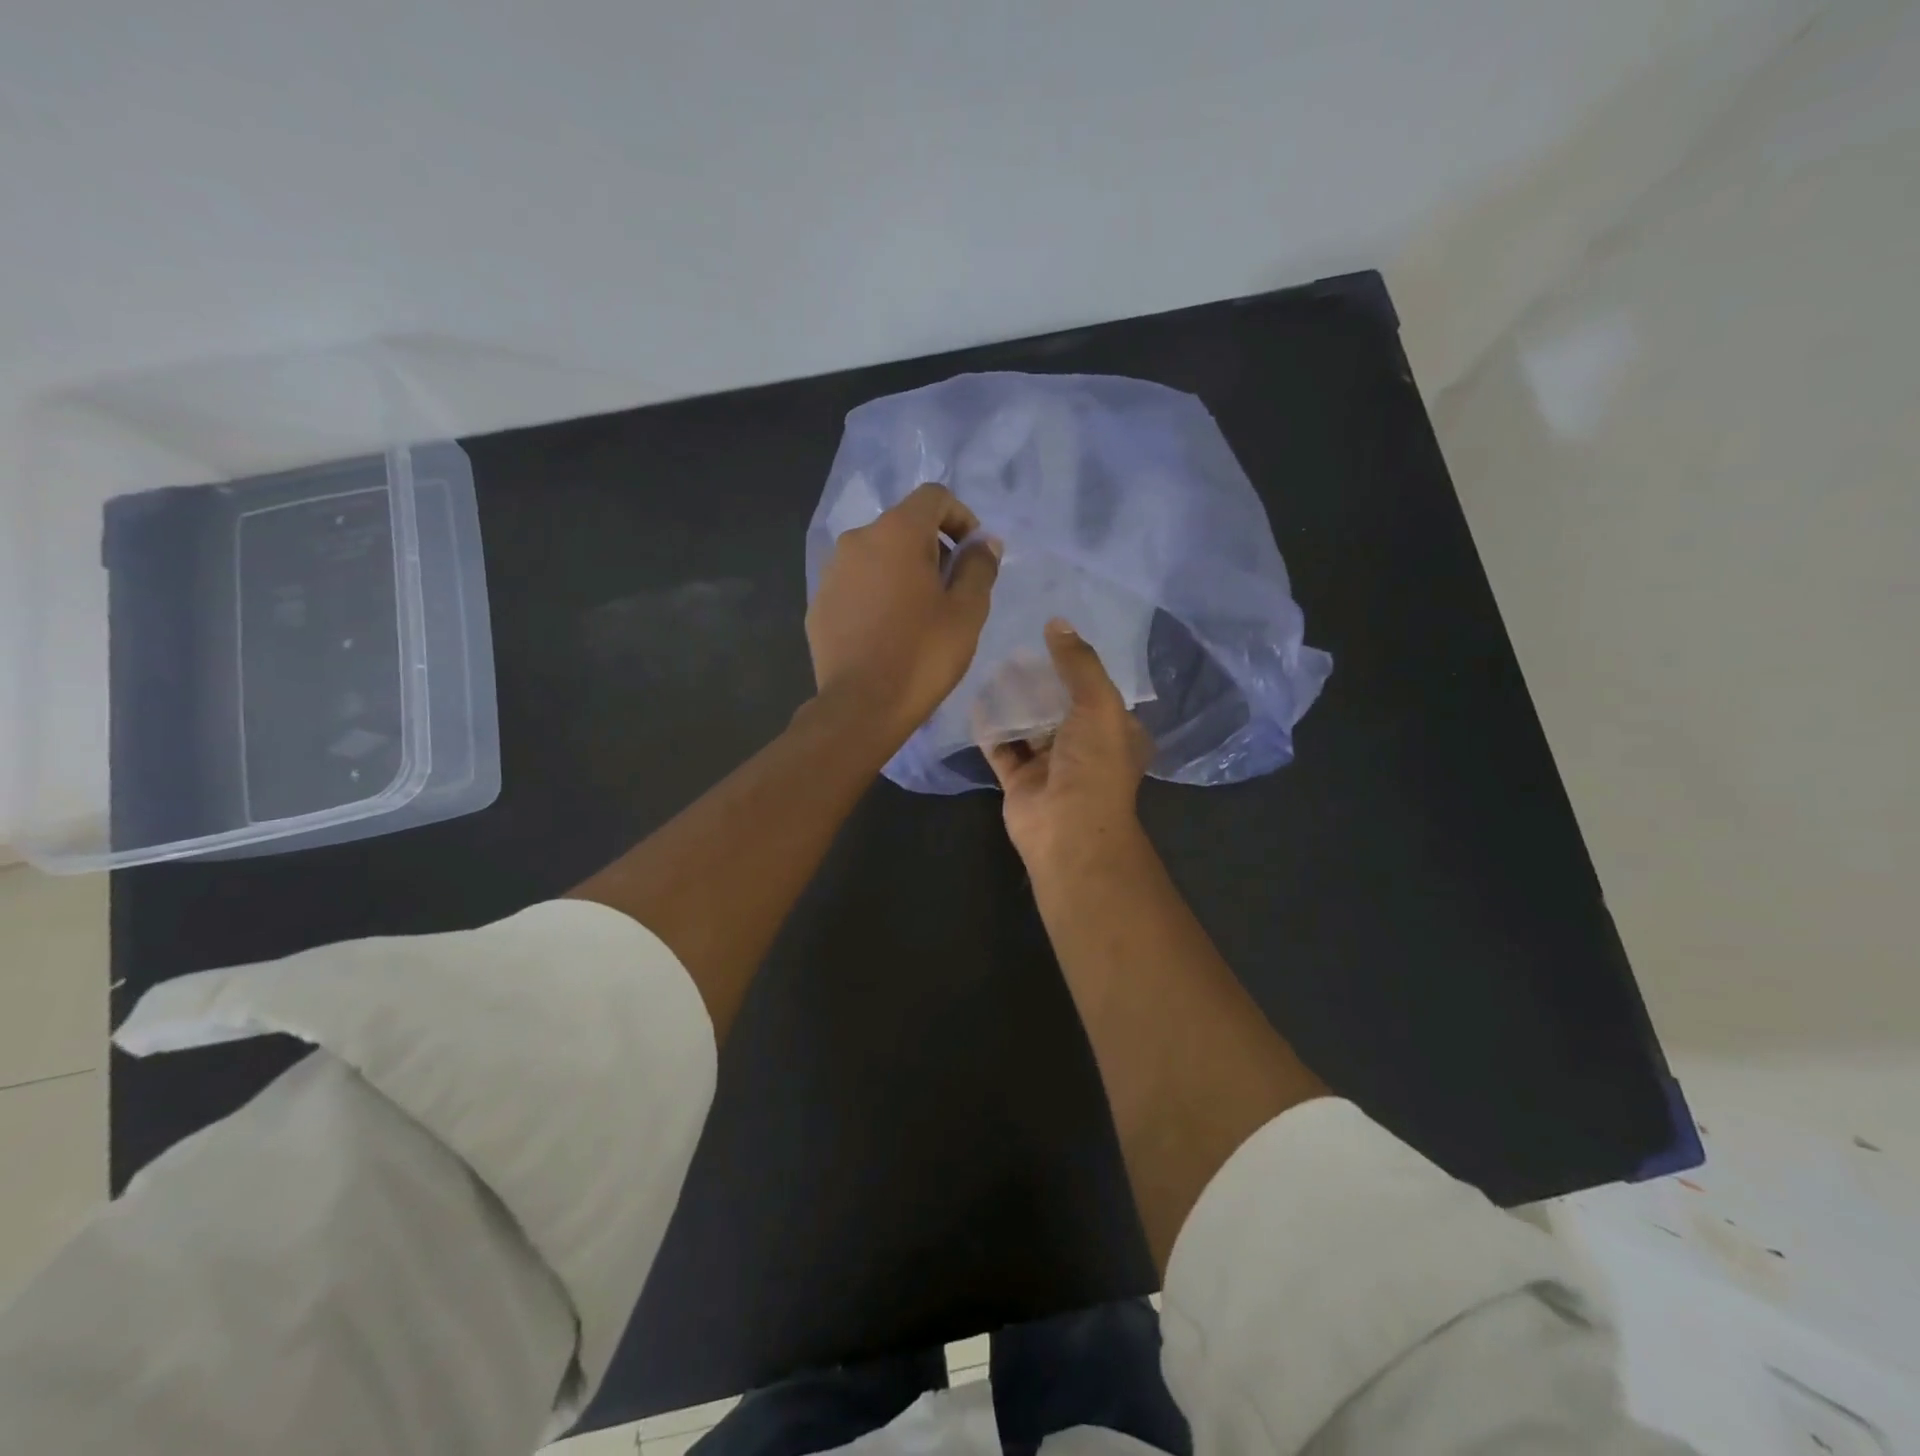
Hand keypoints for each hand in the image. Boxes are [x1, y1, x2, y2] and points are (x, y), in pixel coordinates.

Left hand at [807, 483, 1000, 743]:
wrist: (861, 706)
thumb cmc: (923, 655)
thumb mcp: (967, 611)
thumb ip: (979, 566)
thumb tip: (983, 543)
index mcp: (897, 532)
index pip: (934, 496)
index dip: (960, 517)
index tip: (972, 554)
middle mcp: (858, 539)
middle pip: (904, 525)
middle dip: (932, 547)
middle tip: (950, 590)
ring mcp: (832, 571)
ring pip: (877, 556)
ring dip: (902, 571)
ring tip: (918, 614)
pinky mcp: (819, 602)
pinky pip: (856, 584)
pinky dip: (876, 593)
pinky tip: (886, 631)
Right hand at [983, 619, 1153, 867]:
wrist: (1068, 830)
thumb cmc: (1094, 764)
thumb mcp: (1098, 703)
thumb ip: (1078, 663)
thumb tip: (1057, 621)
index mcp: (1115, 732)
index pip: (1097, 691)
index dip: (1077, 665)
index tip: (1051, 636)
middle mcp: (1084, 747)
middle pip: (1059, 705)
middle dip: (1039, 680)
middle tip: (1014, 648)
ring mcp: (1050, 765)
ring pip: (1029, 725)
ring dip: (1014, 701)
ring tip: (993, 665)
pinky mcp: (1020, 780)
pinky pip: (1001, 747)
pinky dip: (990, 726)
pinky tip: (976, 699)